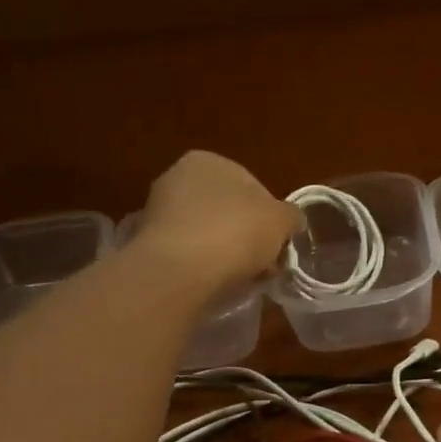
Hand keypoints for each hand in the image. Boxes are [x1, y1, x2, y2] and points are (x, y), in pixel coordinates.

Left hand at [133, 152, 302, 293]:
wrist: (180, 271)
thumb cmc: (236, 233)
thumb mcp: (281, 220)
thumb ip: (290, 216)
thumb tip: (291, 220)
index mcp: (209, 160)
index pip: (252, 187)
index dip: (270, 218)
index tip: (278, 244)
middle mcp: (178, 176)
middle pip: (228, 210)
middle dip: (247, 235)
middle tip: (263, 264)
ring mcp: (159, 209)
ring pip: (207, 231)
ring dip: (225, 251)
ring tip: (241, 278)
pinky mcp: (148, 242)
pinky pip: (188, 251)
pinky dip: (202, 264)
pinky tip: (214, 281)